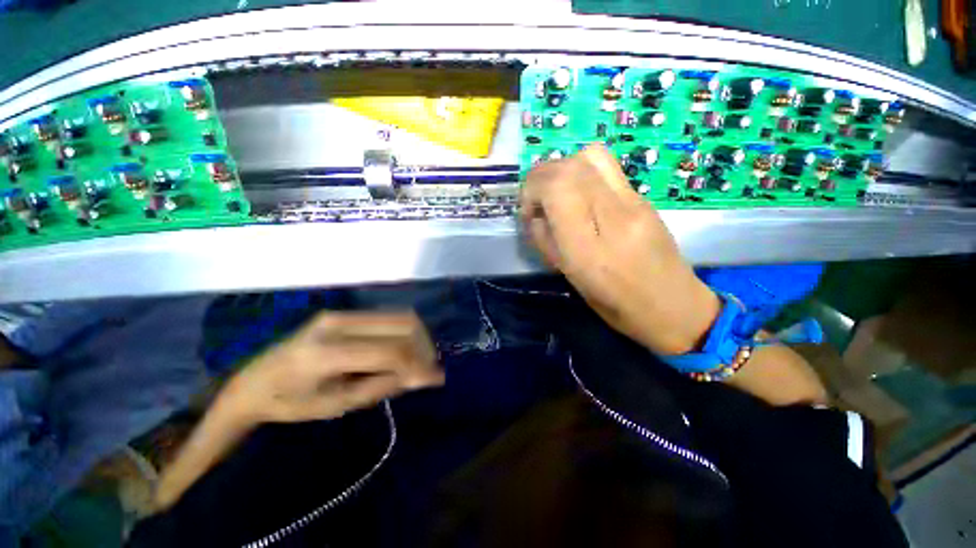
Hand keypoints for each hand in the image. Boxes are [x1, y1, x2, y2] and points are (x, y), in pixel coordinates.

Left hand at [219, 311, 442, 424]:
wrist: (254, 381)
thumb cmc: (290, 403)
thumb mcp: (337, 405)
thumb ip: (382, 386)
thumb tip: (421, 376)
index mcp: (327, 353)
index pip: (390, 352)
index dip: (418, 365)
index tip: (436, 379)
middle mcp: (339, 323)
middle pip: (402, 324)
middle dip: (423, 347)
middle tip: (428, 369)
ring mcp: (343, 313)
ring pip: (400, 316)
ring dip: (417, 338)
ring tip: (418, 360)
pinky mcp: (345, 312)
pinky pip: (388, 318)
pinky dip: (404, 334)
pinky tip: (403, 351)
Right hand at [520, 145, 720, 354]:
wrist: (673, 306)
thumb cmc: (615, 304)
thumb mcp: (570, 278)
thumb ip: (545, 241)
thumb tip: (535, 214)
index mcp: (588, 248)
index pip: (557, 188)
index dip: (532, 189)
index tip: (528, 211)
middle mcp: (613, 216)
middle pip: (571, 166)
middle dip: (541, 176)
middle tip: (537, 200)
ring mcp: (634, 202)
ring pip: (591, 156)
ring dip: (563, 168)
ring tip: (557, 192)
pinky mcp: (644, 198)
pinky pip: (607, 167)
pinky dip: (581, 171)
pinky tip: (580, 194)